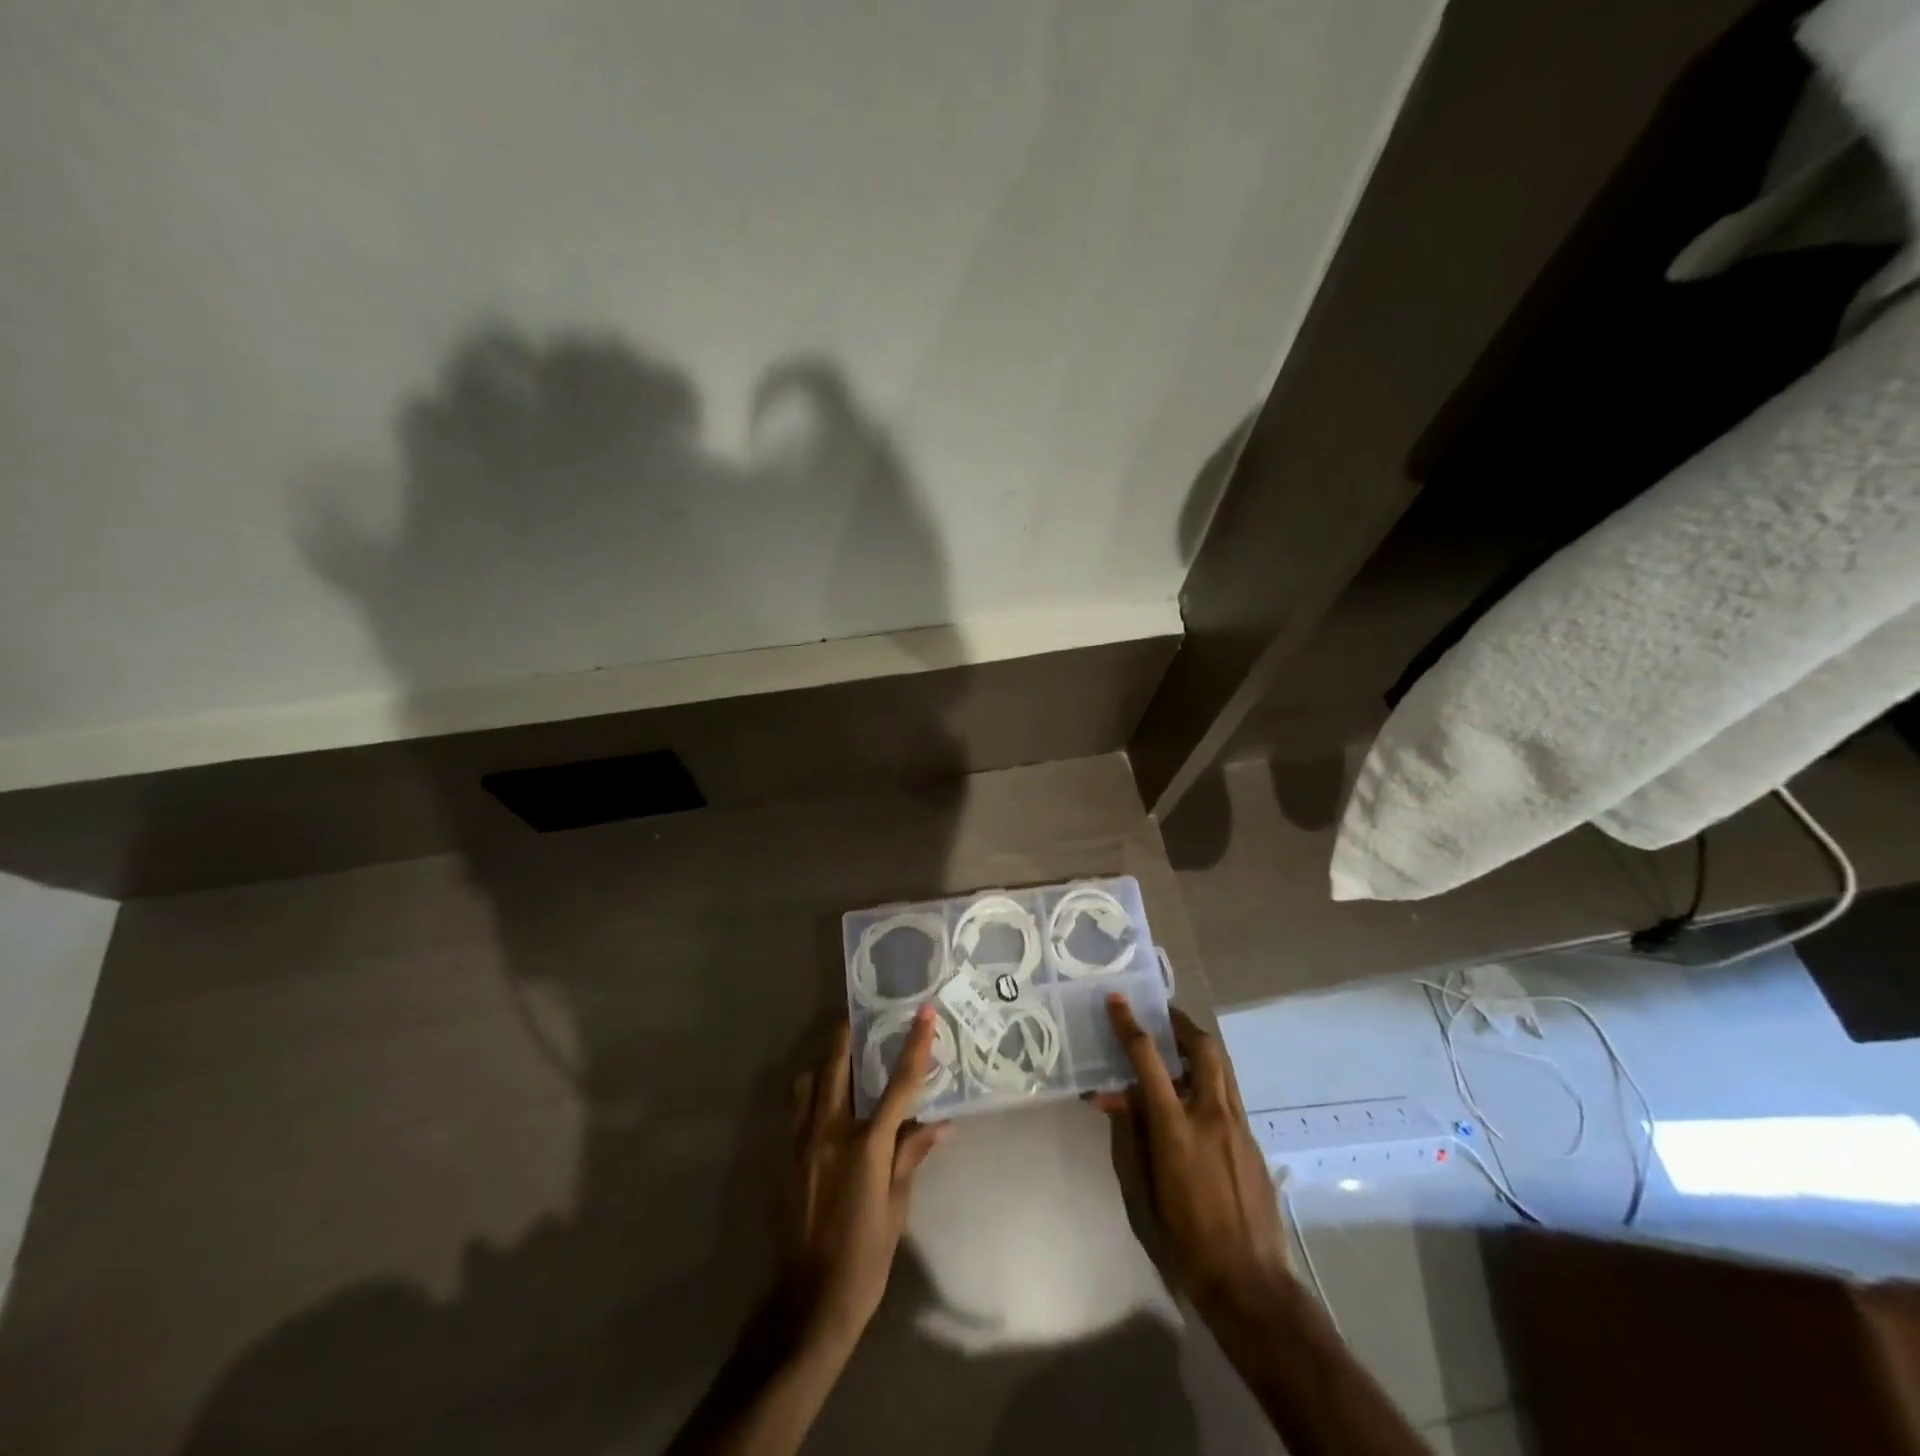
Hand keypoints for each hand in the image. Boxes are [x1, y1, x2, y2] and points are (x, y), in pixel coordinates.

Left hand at [782, 1006, 952, 1344]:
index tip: (924, 1012)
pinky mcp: (783, 1157)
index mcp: (865, 1144)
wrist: (810, 1301)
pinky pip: (795, 1109)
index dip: (914, 1045)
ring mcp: (801, 1143)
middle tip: (861, 1017)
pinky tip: (824, 1104)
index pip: (899, 1084)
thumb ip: (911, 1155)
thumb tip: (941, 1124)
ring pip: (808, 1083)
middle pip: (837, 1067)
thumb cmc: (865, 1256)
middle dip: (848, 1036)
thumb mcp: (897, 1207)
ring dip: (825, 1065)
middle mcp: (829, 1132)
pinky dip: (810, 1094)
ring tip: (843, 1061)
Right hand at [1088, 997, 1290, 1318]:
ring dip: (1199, 1049)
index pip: (1148, 1059)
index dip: (1130, 1025)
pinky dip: (1210, 1081)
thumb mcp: (1145, 1182)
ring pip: (1222, 1067)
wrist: (1248, 1280)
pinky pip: (1229, 1095)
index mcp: (1176, 1126)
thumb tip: (1116, 1095)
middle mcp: (1211, 1115)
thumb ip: (1133, 1130)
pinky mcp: (1253, 1141)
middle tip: (1163, 1017)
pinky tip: (1196, 1100)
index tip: (1117, 1001)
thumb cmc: (1184, 1235)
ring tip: (1179, 1050)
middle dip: (1181, 1024)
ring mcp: (1239, 1126)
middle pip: (1203, 1047)